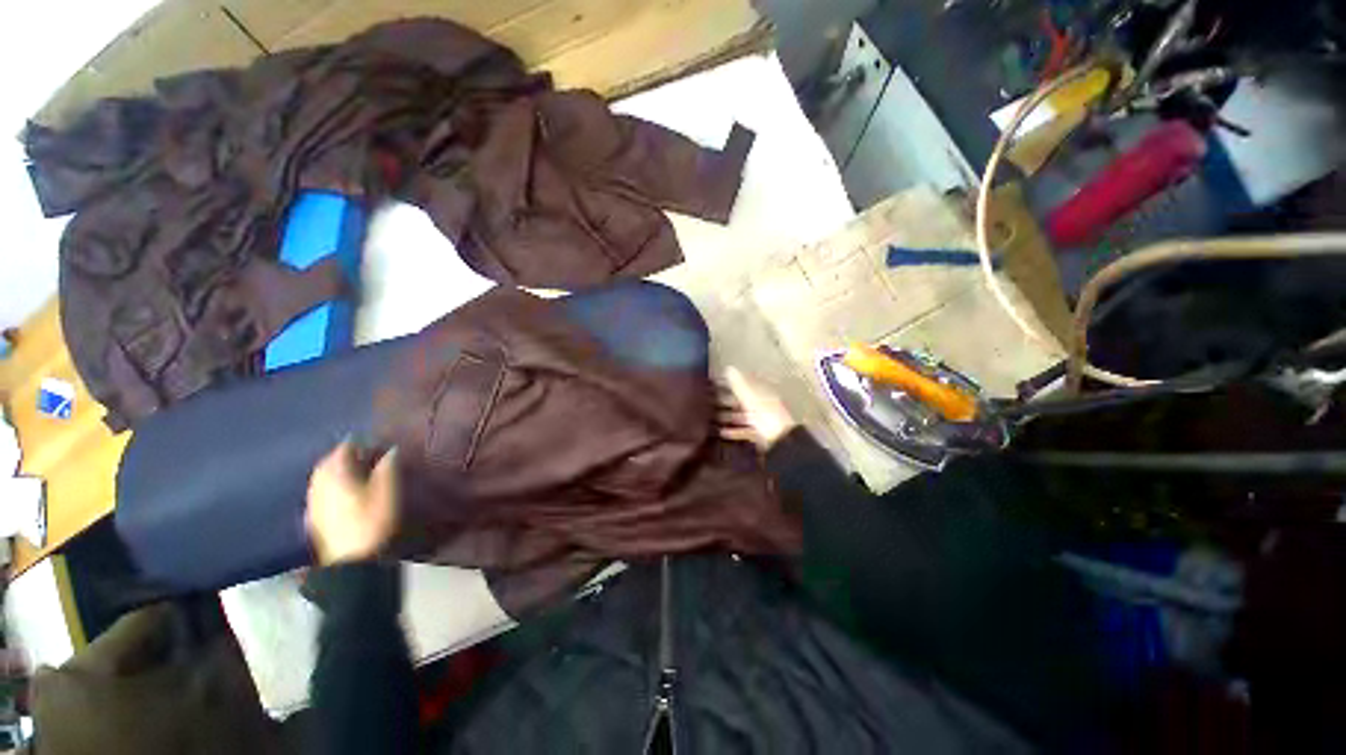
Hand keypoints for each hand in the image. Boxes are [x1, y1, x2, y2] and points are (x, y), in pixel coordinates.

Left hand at [306, 443, 398, 564]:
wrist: (350, 560)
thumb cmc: (371, 521)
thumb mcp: (387, 491)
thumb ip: (388, 467)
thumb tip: (392, 449)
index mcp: (337, 473)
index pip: (344, 448)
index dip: (360, 443)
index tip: (376, 443)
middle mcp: (319, 483)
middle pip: (328, 461)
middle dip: (344, 455)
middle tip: (365, 455)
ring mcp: (313, 500)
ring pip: (321, 476)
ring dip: (335, 470)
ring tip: (354, 471)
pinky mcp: (312, 515)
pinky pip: (318, 490)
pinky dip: (329, 485)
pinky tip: (340, 491)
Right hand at [716, 367, 797, 450]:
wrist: (781, 439)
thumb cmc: (766, 413)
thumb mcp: (750, 396)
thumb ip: (739, 383)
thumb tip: (728, 368)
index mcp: (762, 391)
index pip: (744, 383)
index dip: (730, 382)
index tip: (714, 384)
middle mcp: (762, 404)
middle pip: (742, 400)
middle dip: (726, 400)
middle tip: (708, 402)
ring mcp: (762, 419)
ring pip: (742, 415)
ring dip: (728, 416)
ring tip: (712, 418)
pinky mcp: (759, 433)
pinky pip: (745, 430)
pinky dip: (734, 431)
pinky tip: (722, 432)